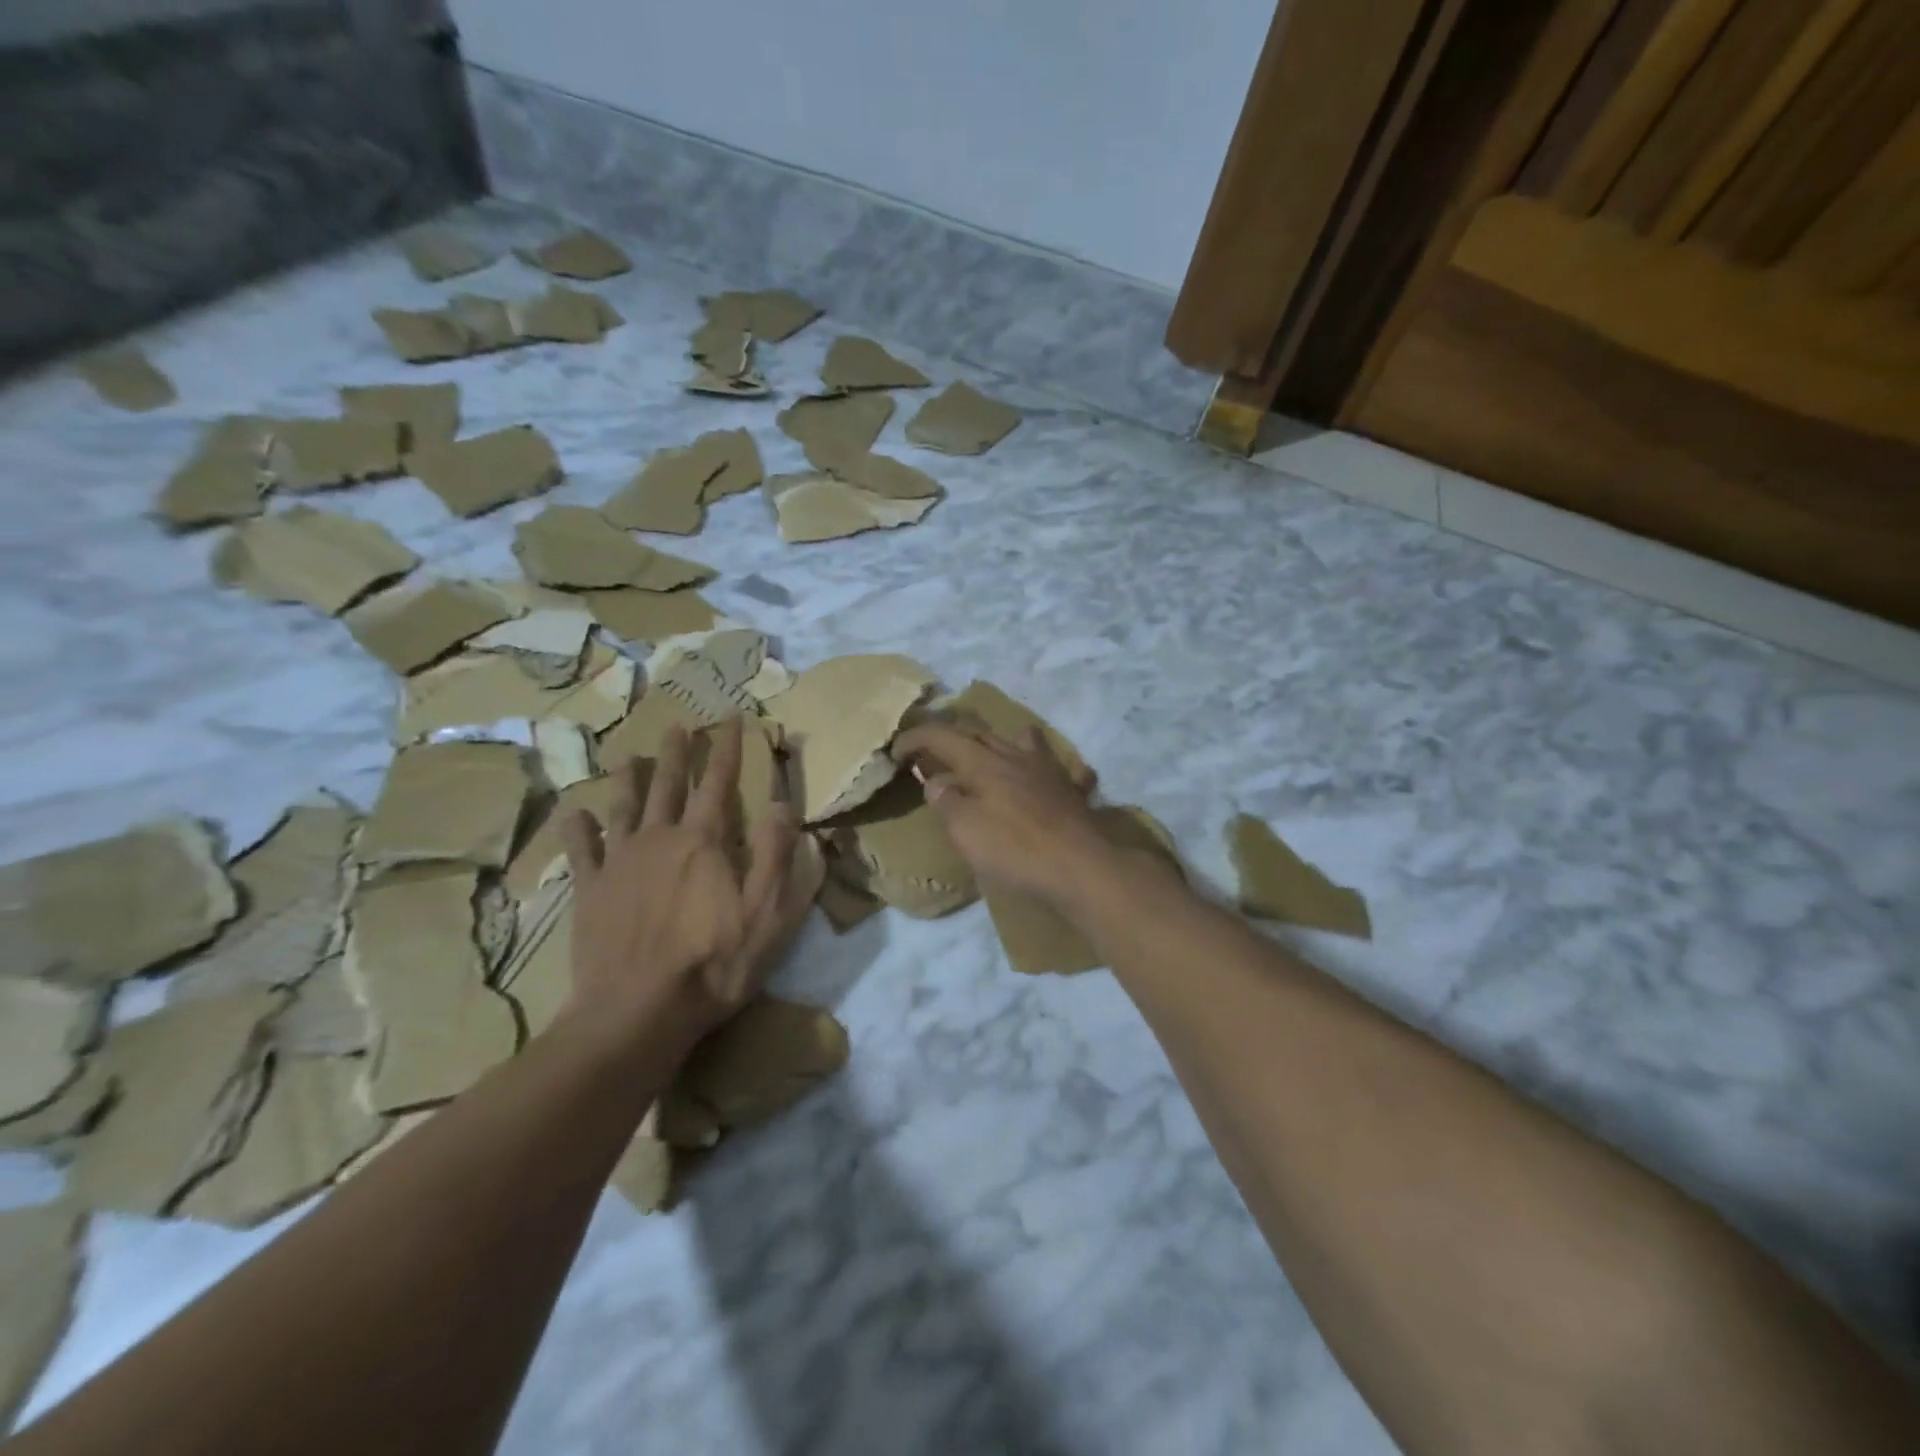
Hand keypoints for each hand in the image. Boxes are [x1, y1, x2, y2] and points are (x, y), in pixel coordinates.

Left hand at [559, 719, 812, 1044]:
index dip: (729, 749)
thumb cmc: (712, 964)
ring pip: (624, 807)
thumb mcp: (767, 914)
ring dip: (628, 779)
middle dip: (677, 754)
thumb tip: (783, 804)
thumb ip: (778, 856)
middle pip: (668, 785)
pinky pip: (581, 849)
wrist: (636, 1012)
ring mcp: (619, 863)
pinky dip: (578, 828)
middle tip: (678, 726)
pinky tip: (575, 812)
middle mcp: (659, 839)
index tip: (734, 719)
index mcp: (703, 842)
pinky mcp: (590, 890)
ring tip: (629, 755)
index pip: (719, 783)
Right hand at [892, 722, 1123, 908]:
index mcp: (984, 763)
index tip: (896, 750)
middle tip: (937, 753)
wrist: (1080, 867)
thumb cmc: (1015, 849)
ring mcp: (1050, 772)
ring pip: (1025, 742)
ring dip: (1004, 742)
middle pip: (982, 734)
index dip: (916, 738)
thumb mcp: (965, 829)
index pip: (943, 737)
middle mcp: (1017, 757)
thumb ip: (947, 801)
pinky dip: (1053, 770)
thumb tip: (937, 781)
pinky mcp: (1074, 793)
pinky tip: (1056, 778)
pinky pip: (1065, 771)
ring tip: (995, 752)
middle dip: (955, 738)